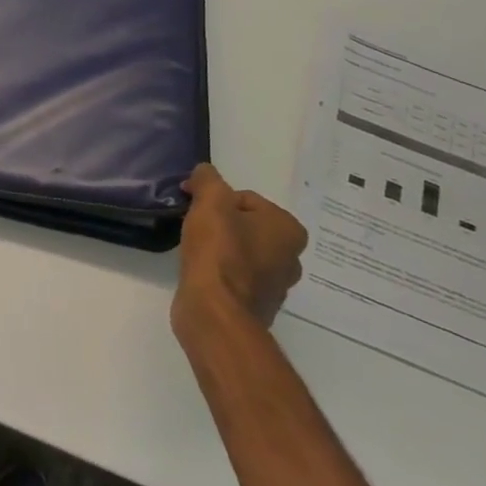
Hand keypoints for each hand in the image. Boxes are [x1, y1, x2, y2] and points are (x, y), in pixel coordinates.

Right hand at [172, 163, 307, 339]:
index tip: (193, 206)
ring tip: (196, 251)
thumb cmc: (219, 252)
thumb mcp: (210, 202)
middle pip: (246, 226)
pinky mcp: (258, 307)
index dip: (215, 199)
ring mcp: (276, 287)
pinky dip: (220, 272)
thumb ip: (208, 179)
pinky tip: (202, 273)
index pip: (246, 199)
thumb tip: (204, 172)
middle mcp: (291, 258)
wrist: (215, 313)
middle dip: (221, 224)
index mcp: (288, 229)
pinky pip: (236, 278)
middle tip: (196, 228)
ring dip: (221, 248)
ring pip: (242, 252)